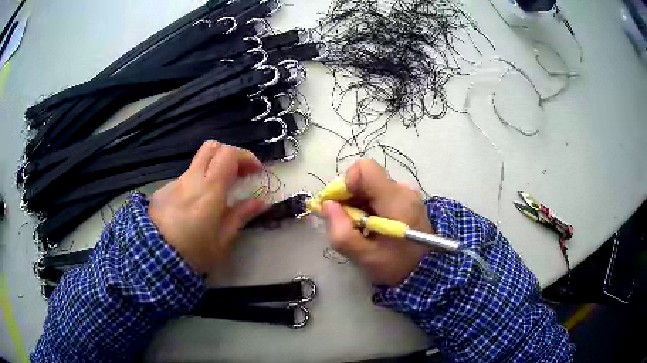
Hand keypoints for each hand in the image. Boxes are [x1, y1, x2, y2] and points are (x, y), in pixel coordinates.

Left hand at [148, 141, 266, 273]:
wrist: (155, 259)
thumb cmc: (194, 253)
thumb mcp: (223, 240)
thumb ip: (241, 216)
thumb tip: (262, 201)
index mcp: (209, 191)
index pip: (229, 154)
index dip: (246, 156)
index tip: (255, 172)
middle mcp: (192, 179)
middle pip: (212, 147)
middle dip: (230, 154)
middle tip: (239, 173)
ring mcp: (176, 183)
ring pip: (198, 162)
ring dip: (213, 169)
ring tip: (219, 193)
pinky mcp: (164, 190)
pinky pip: (186, 178)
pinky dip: (198, 182)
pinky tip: (196, 205)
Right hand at [321, 159, 431, 285]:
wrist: (426, 272)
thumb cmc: (396, 266)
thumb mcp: (365, 257)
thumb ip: (342, 232)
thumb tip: (327, 205)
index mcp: (395, 200)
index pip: (365, 168)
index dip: (346, 182)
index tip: (340, 206)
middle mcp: (403, 190)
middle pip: (366, 177)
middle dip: (349, 196)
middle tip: (346, 221)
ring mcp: (406, 194)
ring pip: (371, 185)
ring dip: (358, 202)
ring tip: (359, 227)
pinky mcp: (406, 200)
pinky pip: (379, 193)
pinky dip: (368, 205)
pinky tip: (370, 225)